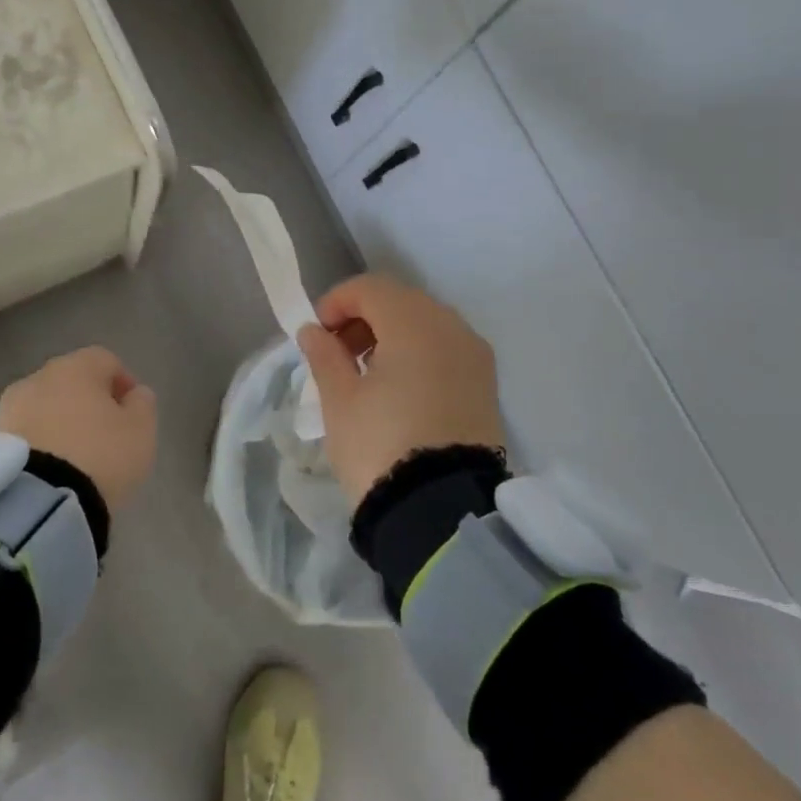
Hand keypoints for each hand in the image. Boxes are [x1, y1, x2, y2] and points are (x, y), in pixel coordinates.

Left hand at [0, 347, 157, 513]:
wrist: (34, 504)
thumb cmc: (99, 456)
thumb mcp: (141, 431)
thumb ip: (143, 404)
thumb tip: (135, 393)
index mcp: (77, 366)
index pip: (106, 360)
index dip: (122, 382)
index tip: (132, 411)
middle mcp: (39, 377)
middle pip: (71, 381)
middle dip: (87, 401)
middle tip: (104, 433)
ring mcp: (9, 407)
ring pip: (44, 406)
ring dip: (59, 422)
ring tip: (75, 457)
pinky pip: (25, 433)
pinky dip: (39, 444)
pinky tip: (51, 470)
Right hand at [296, 274, 504, 507]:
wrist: (443, 512)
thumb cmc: (380, 446)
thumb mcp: (340, 400)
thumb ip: (324, 355)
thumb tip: (313, 330)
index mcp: (414, 323)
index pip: (370, 288)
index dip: (337, 302)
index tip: (317, 333)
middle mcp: (451, 326)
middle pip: (401, 301)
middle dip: (365, 317)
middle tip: (338, 353)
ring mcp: (475, 355)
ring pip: (426, 323)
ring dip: (392, 334)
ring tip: (367, 373)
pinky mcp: (486, 384)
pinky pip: (447, 349)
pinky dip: (419, 353)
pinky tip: (399, 387)